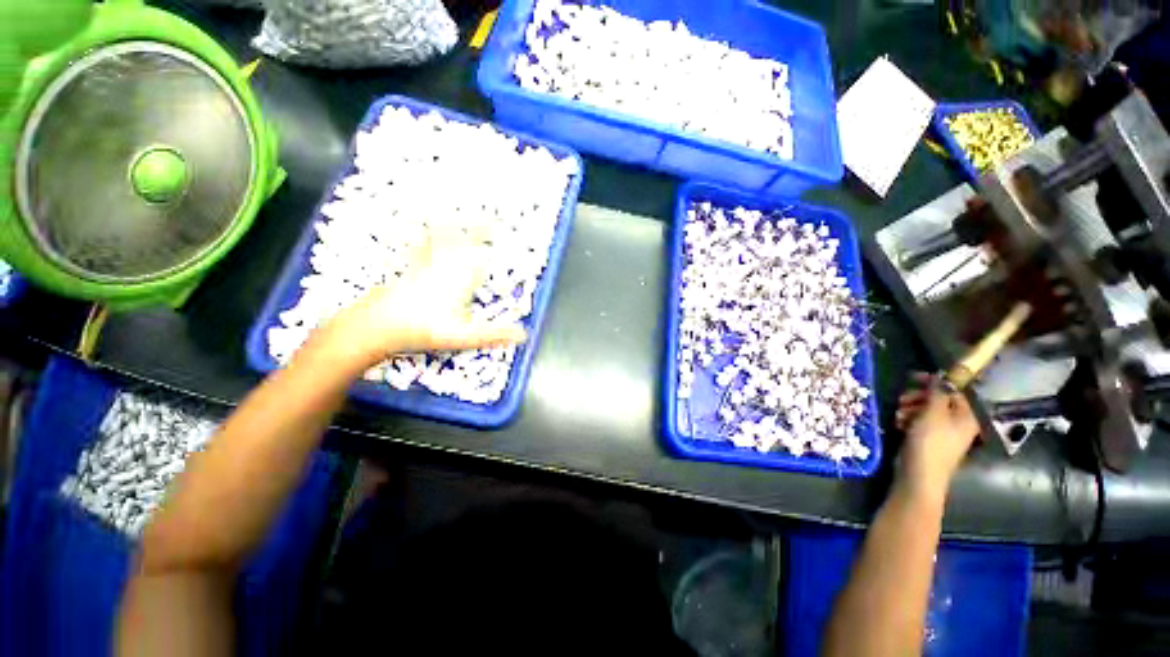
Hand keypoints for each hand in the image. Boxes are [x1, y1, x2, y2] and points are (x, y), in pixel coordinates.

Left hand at [315, 233, 525, 367]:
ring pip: (443, 237)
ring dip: (455, 225)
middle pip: (465, 240)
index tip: (504, 227)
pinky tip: (423, 226)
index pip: (482, 254)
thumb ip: (495, 334)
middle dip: (479, 228)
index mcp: (460, 278)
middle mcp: (445, 265)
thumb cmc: (423, 329)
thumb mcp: (464, 335)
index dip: (494, 240)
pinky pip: (420, 245)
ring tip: (463, 214)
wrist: (376, 325)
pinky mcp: (410, 267)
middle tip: (492, 218)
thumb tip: (525, 335)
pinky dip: (425, 234)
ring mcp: (426, 264)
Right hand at [894, 372, 979, 503]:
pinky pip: (919, 423)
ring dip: (909, 409)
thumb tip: (940, 377)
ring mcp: (943, 434)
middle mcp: (958, 424)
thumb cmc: (930, 442)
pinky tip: (898, 424)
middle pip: (938, 401)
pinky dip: (908, 420)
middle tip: (901, 399)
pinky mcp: (928, 441)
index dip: (933, 383)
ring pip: (925, 412)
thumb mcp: (933, 413)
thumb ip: (937, 393)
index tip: (911, 378)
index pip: (952, 391)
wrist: (920, 475)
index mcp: (966, 416)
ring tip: (897, 414)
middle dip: (917, 397)